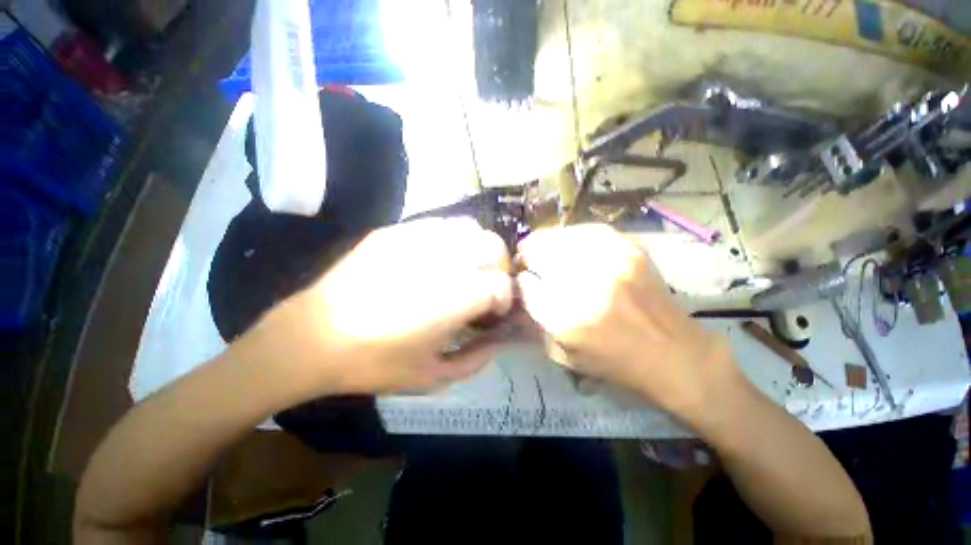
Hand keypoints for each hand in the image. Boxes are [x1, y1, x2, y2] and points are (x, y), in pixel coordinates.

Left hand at [264, 218, 513, 396]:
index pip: (502, 284)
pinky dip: (451, 239)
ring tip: (464, 269)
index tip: (492, 312)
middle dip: (499, 267)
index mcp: (455, 297)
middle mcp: (443, 260)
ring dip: (477, 249)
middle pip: (493, 247)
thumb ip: (476, 359)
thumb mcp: (433, 377)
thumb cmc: (374, 362)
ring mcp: (417, 239)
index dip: (504, 299)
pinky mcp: (395, 232)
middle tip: (484, 287)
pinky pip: (439, 224)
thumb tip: (498, 339)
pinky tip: (438, 258)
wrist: (311, 338)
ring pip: (470, 227)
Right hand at [516, 224, 734, 416]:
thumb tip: (524, 288)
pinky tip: (569, 242)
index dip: (520, 280)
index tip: (521, 279)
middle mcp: (584, 286)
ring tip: (543, 247)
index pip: (525, 284)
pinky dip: (572, 235)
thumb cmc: (614, 361)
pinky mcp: (629, 250)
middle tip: (526, 259)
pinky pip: (588, 230)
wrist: (672, 353)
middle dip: (527, 255)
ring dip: (546, 242)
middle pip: (539, 253)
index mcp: (564, 318)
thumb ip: (537, 320)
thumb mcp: (563, 354)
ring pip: (560, 237)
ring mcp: (609, 262)